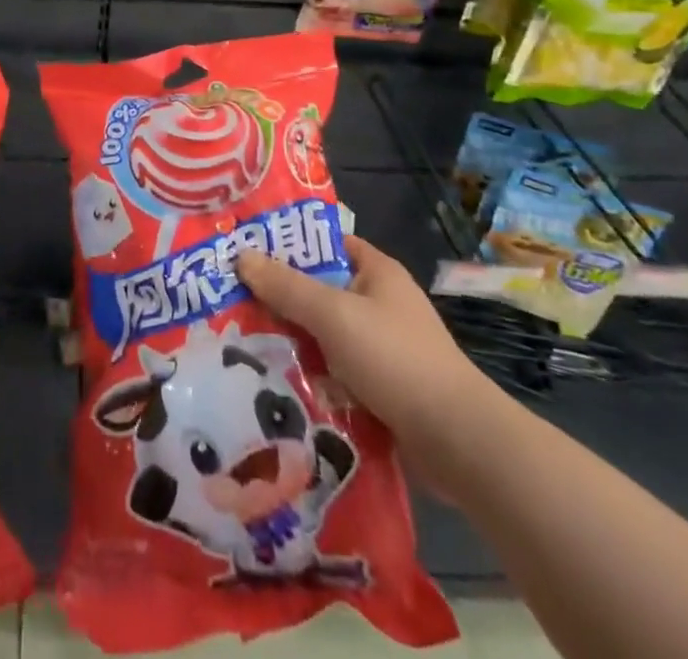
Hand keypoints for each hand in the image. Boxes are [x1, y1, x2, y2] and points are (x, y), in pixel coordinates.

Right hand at [238, 235, 494, 451]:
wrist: (458, 443)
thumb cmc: (395, 359)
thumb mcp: (334, 315)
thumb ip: (287, 287)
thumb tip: (241, 256)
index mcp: (376, 272)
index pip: (325, 243)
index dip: (288, 244)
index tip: (244, 250)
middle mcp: (379, 304)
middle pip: (318, 291)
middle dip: (280, 299)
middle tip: (229, 301)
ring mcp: (381, 348)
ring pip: (322, 336)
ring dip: (291, 342)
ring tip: (240, 344)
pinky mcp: (379, 389)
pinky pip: (333, 373)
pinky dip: (310, 377)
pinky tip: (274, 384)